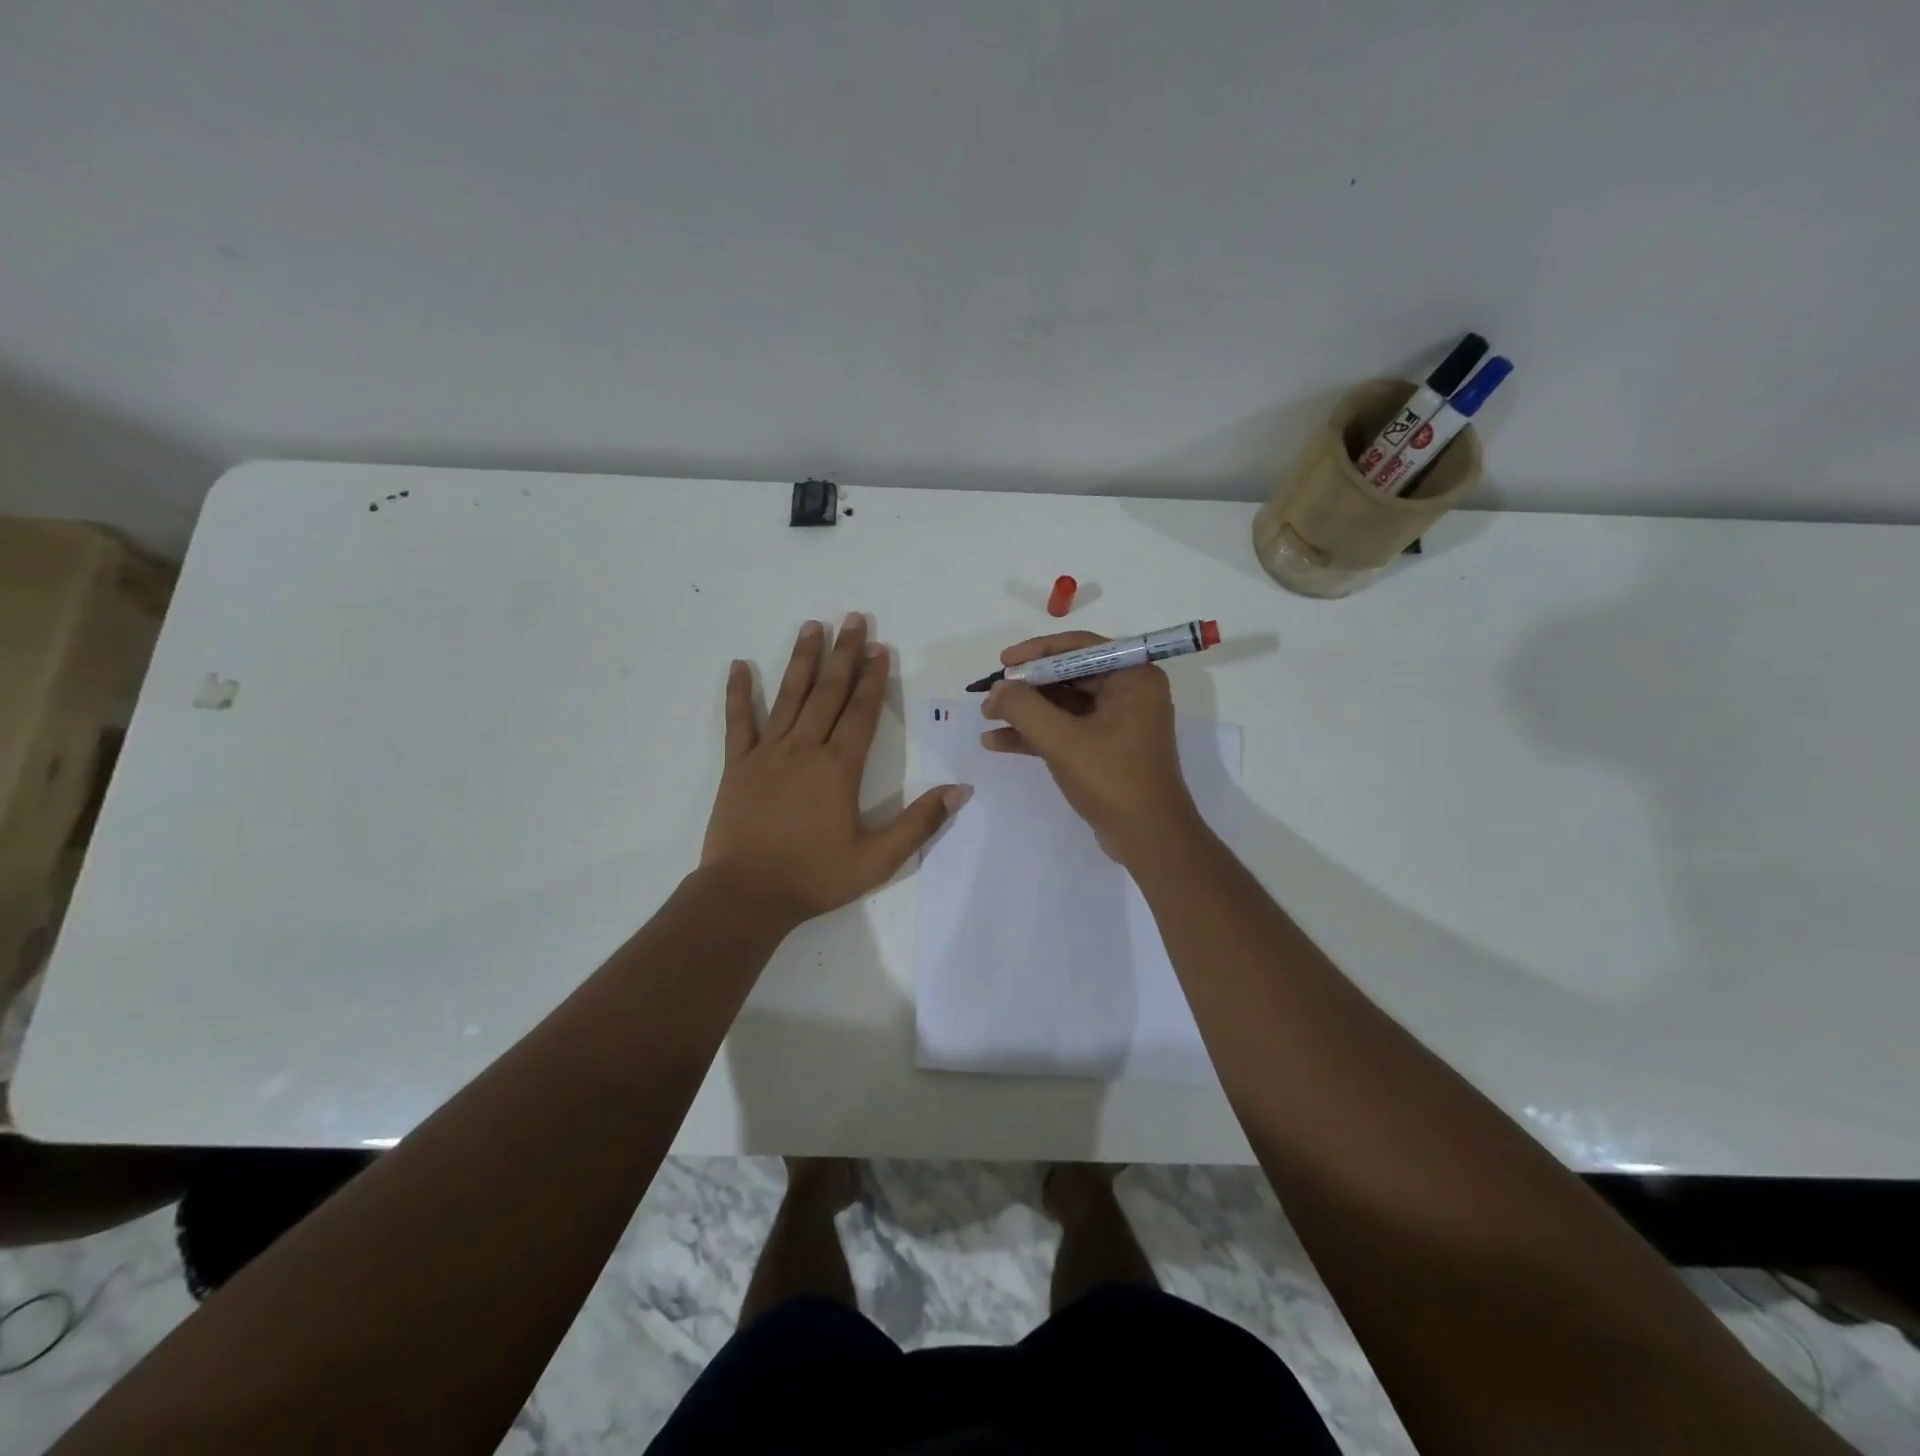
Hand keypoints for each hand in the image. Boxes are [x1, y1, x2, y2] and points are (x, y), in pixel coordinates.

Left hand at [702, 614, 969, 925]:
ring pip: (789, 696)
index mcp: (839, 768)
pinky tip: (739, 665)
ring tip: (812, 626)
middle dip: (843, 654)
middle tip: (853, 619)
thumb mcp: (878, 860)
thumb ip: (919, 823)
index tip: (879, 647)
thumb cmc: (815, 877)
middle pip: (828, 693)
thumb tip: (960, 790)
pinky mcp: (738, 766)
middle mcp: (804, 749)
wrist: (747, 895)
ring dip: (803, 660)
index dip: (872, 678)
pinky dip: (738, 693)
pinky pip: (739, 722)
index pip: (861, 712)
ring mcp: (767, 754)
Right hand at [980, 631, 1202, 864]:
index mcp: (1133, 677)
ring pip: (1063, 704)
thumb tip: (997, 689)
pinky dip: (1036, 734)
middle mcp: (1129, 691)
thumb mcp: (1063, 740)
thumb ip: (1024, 708)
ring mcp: (1118, 721)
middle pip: (1068, 675)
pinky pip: (1067, 729)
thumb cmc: (1113, 780)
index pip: (1080, 648)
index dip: (1037, 652)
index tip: (1002, 662)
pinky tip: (998, 742)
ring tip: (986, 718)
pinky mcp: (1106, 747)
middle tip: (990, 694)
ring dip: (1026, 712)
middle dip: (1026, 687)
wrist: (1148, 839)